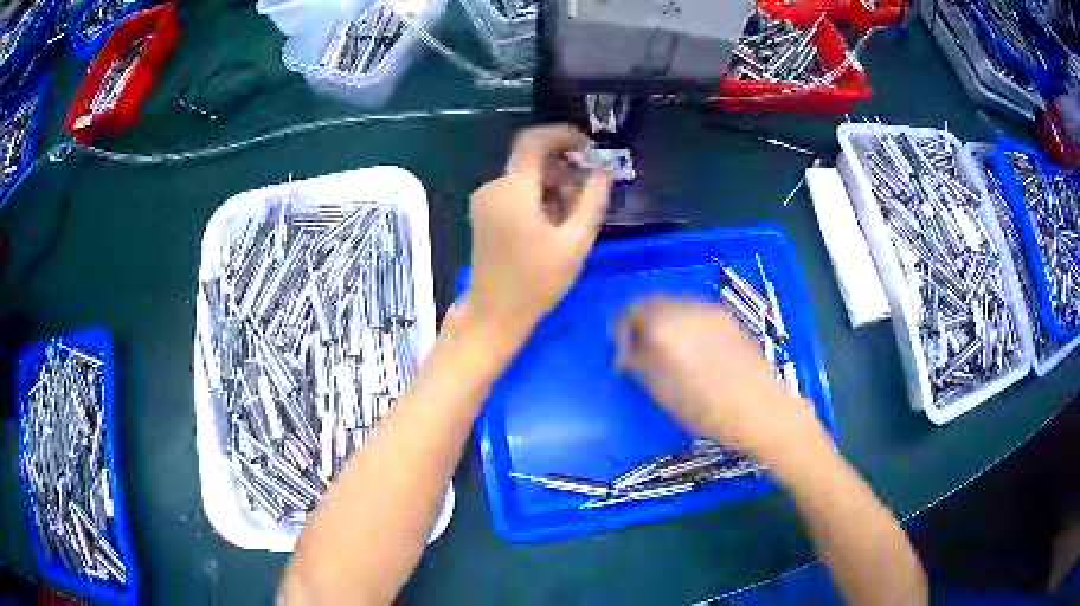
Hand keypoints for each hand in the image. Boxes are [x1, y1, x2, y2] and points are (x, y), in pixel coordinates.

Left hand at [463, 125, 611, 343]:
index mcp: (513, 190)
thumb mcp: (575, 242)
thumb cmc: (536, 282)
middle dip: (563, 166)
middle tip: (588, 190)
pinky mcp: (484, 212)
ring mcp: (485, 200)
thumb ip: (592, 201)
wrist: (494, 313)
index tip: (588, 147)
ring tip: (573, 213)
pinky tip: (553, 221)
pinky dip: (538, 195)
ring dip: (552, 183)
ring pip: (524, 175)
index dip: (563, 135)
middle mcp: (493, 187)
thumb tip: (604, 172)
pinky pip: (515, 190)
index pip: (534, 141)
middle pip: (531, 159)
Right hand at [616, 298, 822, 463]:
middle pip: (652, 303)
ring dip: (663, 321)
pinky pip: (695, 312)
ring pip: (675, 305)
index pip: (630, 312)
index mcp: (665, 326)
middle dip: (641, 322)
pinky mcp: (728, 317)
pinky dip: (684, 324)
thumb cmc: (706, 409)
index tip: (621, 349)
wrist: (760, 409)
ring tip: (666, 351)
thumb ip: (638, 363)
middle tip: (639, 349)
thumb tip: (626, 351)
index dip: (621, 329)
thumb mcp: (662, 392)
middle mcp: (686, 308)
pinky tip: (692, 349)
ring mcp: (710, 310)